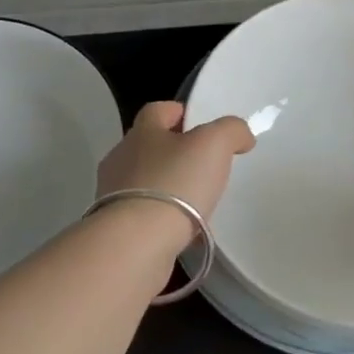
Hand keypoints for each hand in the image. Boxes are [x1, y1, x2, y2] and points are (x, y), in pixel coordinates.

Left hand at [97, 101, 255, 232]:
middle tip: (203, 165)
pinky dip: (160, 217)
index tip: (199, 123)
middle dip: (173, 152)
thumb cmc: (175, 183)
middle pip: (148, 146)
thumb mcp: (213, 144)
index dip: (178, 112)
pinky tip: (181, 230)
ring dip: (166, 186)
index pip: (157, 110)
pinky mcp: (115, 228)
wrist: (137, 243)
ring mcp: (112, 195)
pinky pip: (142, 214)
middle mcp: (121, 159)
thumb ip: (231, 131)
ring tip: (195, 202)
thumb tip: (241, 136)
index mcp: (142, 132)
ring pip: (144, 181)